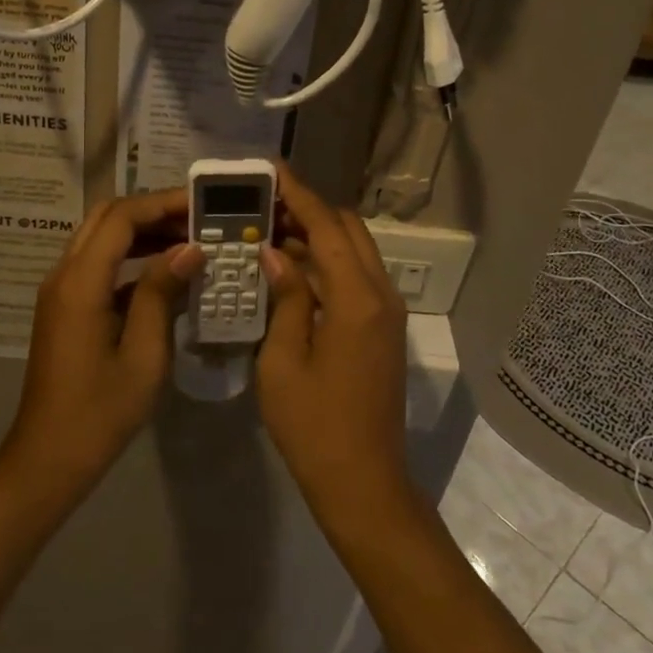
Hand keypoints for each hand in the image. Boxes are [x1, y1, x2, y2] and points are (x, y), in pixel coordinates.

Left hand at [1, 190, 203, 494]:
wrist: (49, 457)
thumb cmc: (100, 412)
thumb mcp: (144, 354)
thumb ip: (163, 293)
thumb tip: (190, 249)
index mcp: (80, 283)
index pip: (121, 217)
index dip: (162, 204)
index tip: (202, 205)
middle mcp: (63, 275)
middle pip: (106, 217)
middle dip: (152, 211)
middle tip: (197, 220)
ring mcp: (61, 291)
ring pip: (100, 238)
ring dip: (141, 232)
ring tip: (189, 241)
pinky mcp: (65, 308)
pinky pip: (98, 265)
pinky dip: (131, 258)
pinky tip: (166, 273)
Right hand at [256, 164, 410, 512]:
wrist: (364, 483)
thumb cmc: (315, 427)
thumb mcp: (283, 362)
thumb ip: (285, 300)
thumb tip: (276, 254)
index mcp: (357, 299)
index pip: (327, 226)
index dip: (299, 194)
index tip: (270, 169)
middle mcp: (381, 295)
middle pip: (349, 230)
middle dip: (310, 210)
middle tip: (264, 204)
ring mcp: (388, 313)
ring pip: (356, 252)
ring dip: (320, 236)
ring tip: (272, 230)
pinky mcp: (384, 330)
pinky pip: (358, 278)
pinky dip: (329, 263)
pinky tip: (293, 270)